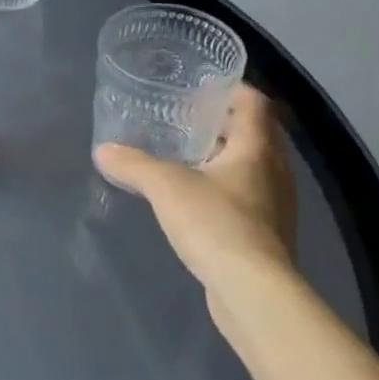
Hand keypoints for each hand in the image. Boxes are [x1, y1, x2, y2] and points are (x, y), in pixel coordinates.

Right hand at [95, 86, 297, 317]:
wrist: (253, 293)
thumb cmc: (215, 224)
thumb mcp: (164, 186)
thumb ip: (133, 164)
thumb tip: (103, 151)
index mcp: (257, 150)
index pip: (255, 103)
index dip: (233, 89)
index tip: (203, 87)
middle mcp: (274, 173)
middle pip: (255, 134)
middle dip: (223, 124)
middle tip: (185, 118)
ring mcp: (275, 206)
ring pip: (252, 168)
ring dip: (224, 158)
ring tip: (186, 157)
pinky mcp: (267, 236)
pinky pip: (247, 197)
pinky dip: (224, 189)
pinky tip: (195, 200)